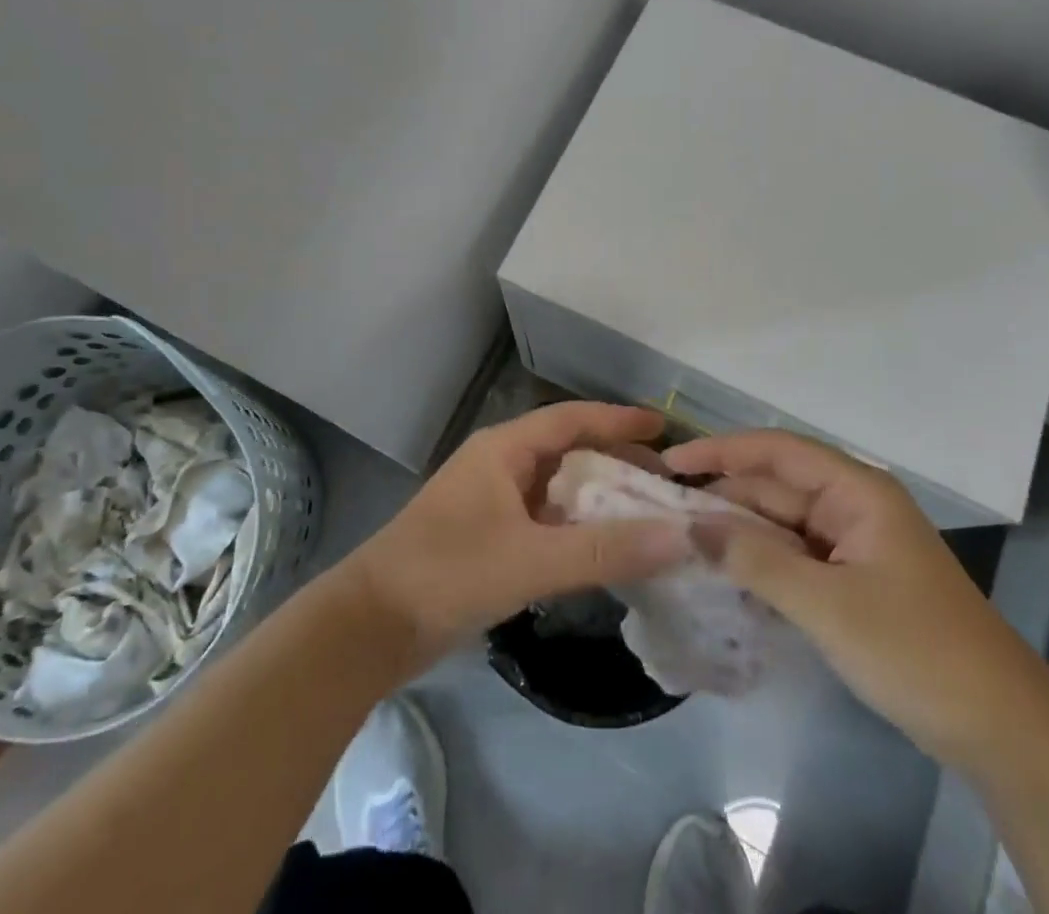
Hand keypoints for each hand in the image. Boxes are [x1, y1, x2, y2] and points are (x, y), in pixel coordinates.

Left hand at [342, 402, 690, 674]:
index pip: (572, 419)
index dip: (618, 420)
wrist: (368, 628)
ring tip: (643, 513)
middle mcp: (498, 465)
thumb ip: (606, 550)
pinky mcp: (486, 538)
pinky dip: (575, 528)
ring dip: (597, 498)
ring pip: (556, 488)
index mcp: (504, 448)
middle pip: (568, 451)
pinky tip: (602, 549)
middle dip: (614, 461)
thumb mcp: (532, 559)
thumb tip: (680, 535)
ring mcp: (490, 502)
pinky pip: (543, 520)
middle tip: (662, 481)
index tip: (663, 428)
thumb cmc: (449, 574)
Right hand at [664, 429, 1044, 764]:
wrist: (1000, 727)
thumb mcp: (827, 605)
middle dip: (724, 497)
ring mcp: (854, 543)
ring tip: (682, 544)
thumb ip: (756, 560)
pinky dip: (762, 563)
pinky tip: (726, 576)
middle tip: (664, 516)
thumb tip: (690, 526)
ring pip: (783, 524)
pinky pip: (795, 557)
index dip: (721, 450)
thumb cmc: (914, 649)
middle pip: (776, 487)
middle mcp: (852, 504)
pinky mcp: (854, 579)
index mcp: (855, 489)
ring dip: (739, 534)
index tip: (671, 462)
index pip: (776, 450)